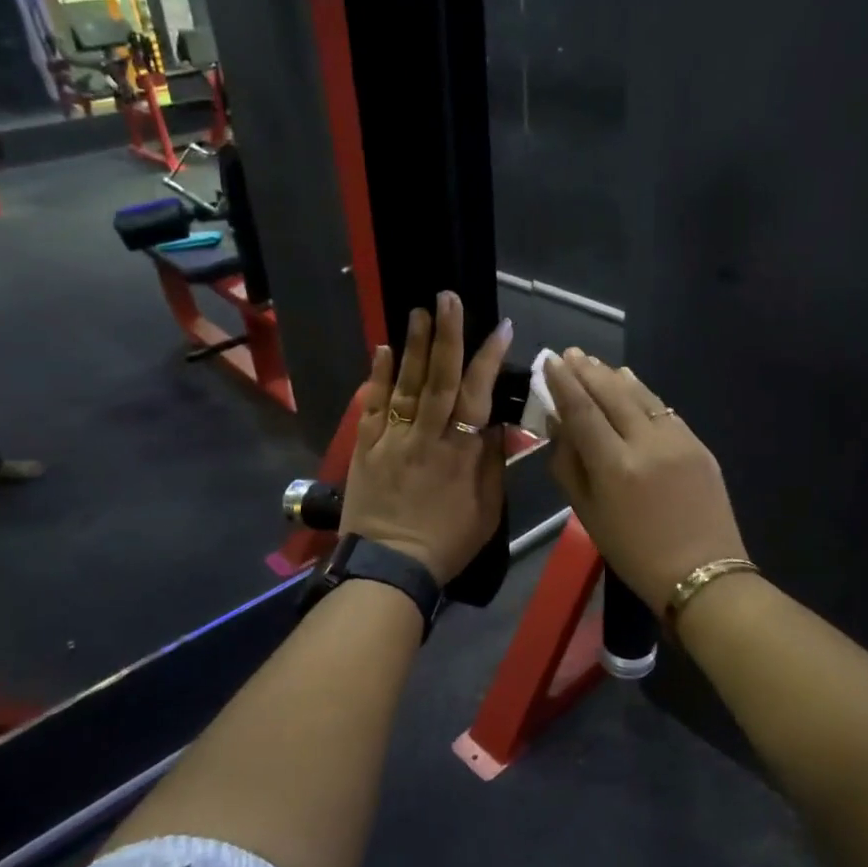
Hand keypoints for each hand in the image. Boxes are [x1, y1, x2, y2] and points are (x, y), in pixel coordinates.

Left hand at [340, 293, 513, 584]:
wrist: (389, 568)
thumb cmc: (446, 543)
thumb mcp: (486, 511)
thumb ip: (492, 464)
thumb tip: (496, 424)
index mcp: (460, 452)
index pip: (478, 394)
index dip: (489, 358)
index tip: (500, 328)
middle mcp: (427, 436)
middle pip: (439, 378)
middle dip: (447, 335)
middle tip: (448, 298)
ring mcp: (393, 439)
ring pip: (406, 385)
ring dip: (414, 346)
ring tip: (418, 311)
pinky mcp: (367, 448)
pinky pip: (374, 407)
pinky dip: (378, 377)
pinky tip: (383, 350)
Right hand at [543, 351, 748, 612]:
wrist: (702, 573)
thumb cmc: (634, 553)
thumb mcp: (588, 514)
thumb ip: (569, 466)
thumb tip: (559, 426)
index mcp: (615, 466)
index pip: (583, 411)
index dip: (563, 383)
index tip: (550, 361)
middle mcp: (647, 443)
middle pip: (612, 394)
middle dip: (588, 371)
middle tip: (570, 353)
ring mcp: (678, 440)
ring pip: (641, 395)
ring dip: (614, 376)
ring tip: (595, 363)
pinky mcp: (699, 444)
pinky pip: (664, 409)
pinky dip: (643, 392)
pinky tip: (631, 382)